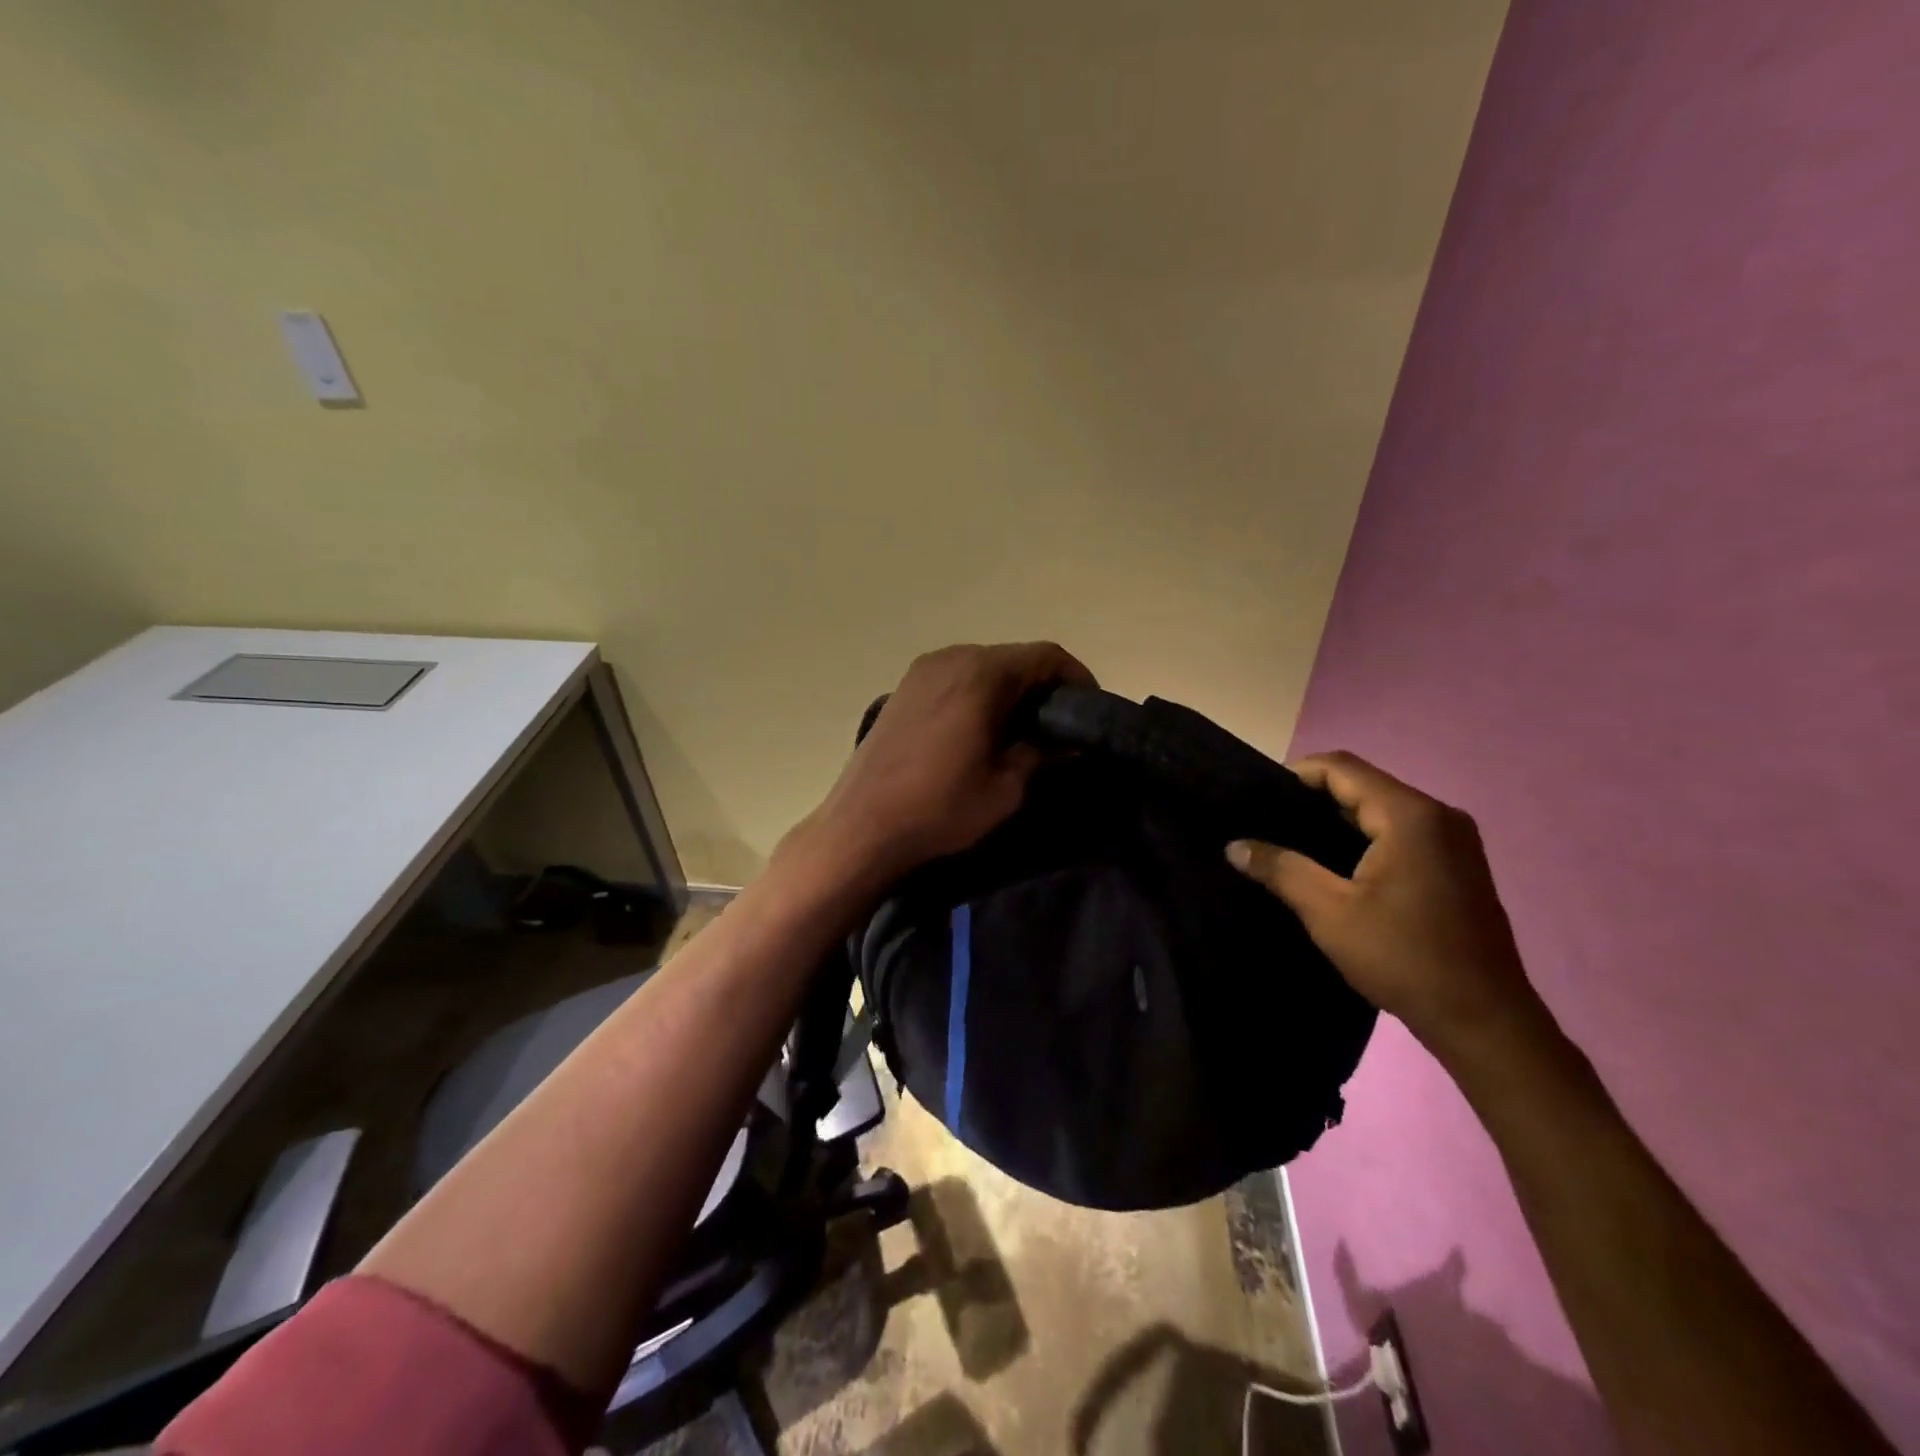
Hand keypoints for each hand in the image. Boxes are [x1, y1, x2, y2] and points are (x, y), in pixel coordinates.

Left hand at [791, 641, 1095, 887]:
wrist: (862, 825)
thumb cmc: (941, 807)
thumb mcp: (1006, 787)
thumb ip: (1042, 754)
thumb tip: (1068, 742)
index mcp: (981, 675)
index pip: (1045, 655)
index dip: (1076, 677)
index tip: (1089, 710)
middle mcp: (952, 658)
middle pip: (1013, 657)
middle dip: (1043, 686)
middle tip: (1059, 725)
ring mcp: (922, 671)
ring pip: (983, 667)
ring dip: (1010, 690)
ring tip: (1022, 729)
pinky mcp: (903, 688)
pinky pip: (955, 678)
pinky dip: (978, 694)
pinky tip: (980, 729)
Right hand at [1226, 751, 1542, 1063]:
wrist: (1484, 1021)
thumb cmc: (1404, 958)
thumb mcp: (1329, 912)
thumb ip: (1281, 869)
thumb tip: (1233, 846)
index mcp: (1410, 815)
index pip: (1341, 768)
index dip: (1294, 775)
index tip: (1257, 800)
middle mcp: (1438, 815)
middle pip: (1363, 785)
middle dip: (1312, 799)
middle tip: (1267, 824)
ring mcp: (1454, 840)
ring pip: (1381, 810)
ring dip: (1337, 821)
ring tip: (1291, 844)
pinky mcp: (1457, 865)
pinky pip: (1400, 832)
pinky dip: (1364, 839)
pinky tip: (1334, 866)